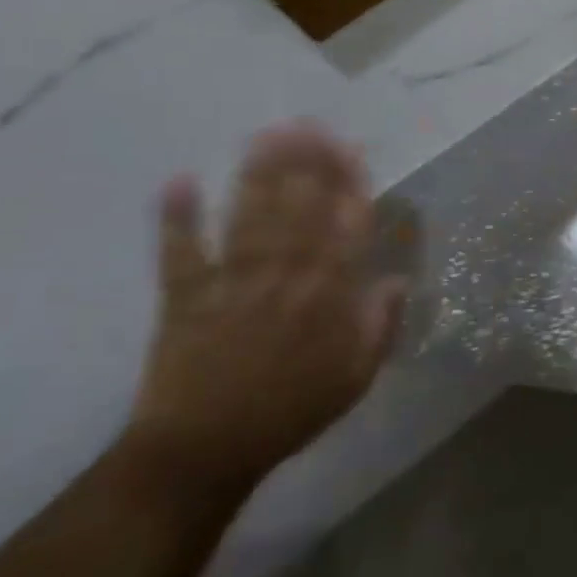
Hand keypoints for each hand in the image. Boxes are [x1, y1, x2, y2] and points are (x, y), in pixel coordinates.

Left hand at [126, 122, 407, 494]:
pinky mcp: (183, 297)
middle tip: (308, 124)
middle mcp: (284, 277)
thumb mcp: (357, 377)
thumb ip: (381, 324)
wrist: (204, 452)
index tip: (350, 149)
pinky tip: (180, 180)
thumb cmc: (291, 411)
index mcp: (328, 295)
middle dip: (305, 163)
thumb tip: (399, 279)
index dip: (348, 184)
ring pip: (250, 218)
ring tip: (265, 136)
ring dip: (258, 175)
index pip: (344, 227)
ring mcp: (231, 283)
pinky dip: (177, 217)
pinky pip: (180, 251)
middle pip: (298, 209)